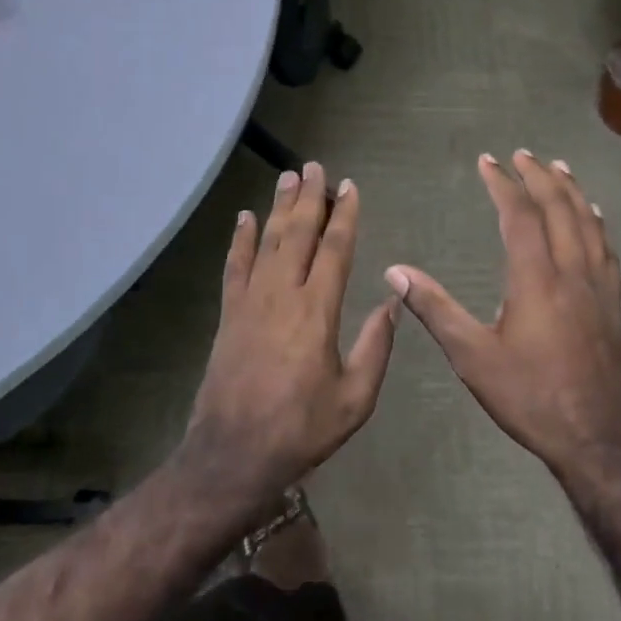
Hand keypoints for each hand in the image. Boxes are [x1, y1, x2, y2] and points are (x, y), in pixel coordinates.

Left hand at [180, 163, 398, 511]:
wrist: (234, 454)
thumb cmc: (302, 428)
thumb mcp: (355, 398)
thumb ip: (376, 346)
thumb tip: (392, 301)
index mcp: (317, 311)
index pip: (334, 249)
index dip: (344, 215)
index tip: (349, 187)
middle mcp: (282, 294)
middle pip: (297, 233)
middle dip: (309, 197)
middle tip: (315, 166)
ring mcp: (250, 301)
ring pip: (266, 241)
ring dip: (278, 207)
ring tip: (287, 177)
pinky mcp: (229, 314)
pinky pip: (234, 266)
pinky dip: (240, 239)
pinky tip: (244, 217)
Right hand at [387, 151, 620, 474]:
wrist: (601, 437)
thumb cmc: (531, 396)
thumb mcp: (473, 357)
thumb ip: (435, 310)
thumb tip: (395, 271)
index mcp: (536, 278)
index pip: (519, 215)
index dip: (502, 184)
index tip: (488, 161)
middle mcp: (571, 271)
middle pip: (558, 209)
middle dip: (538, 176)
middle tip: (521, 154)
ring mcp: (599, 286)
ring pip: (588, 222)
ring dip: (571, 190)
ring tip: (559, 167)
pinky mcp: (614, 303)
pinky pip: (606, 248)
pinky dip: (597, 222)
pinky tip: (595, 216)